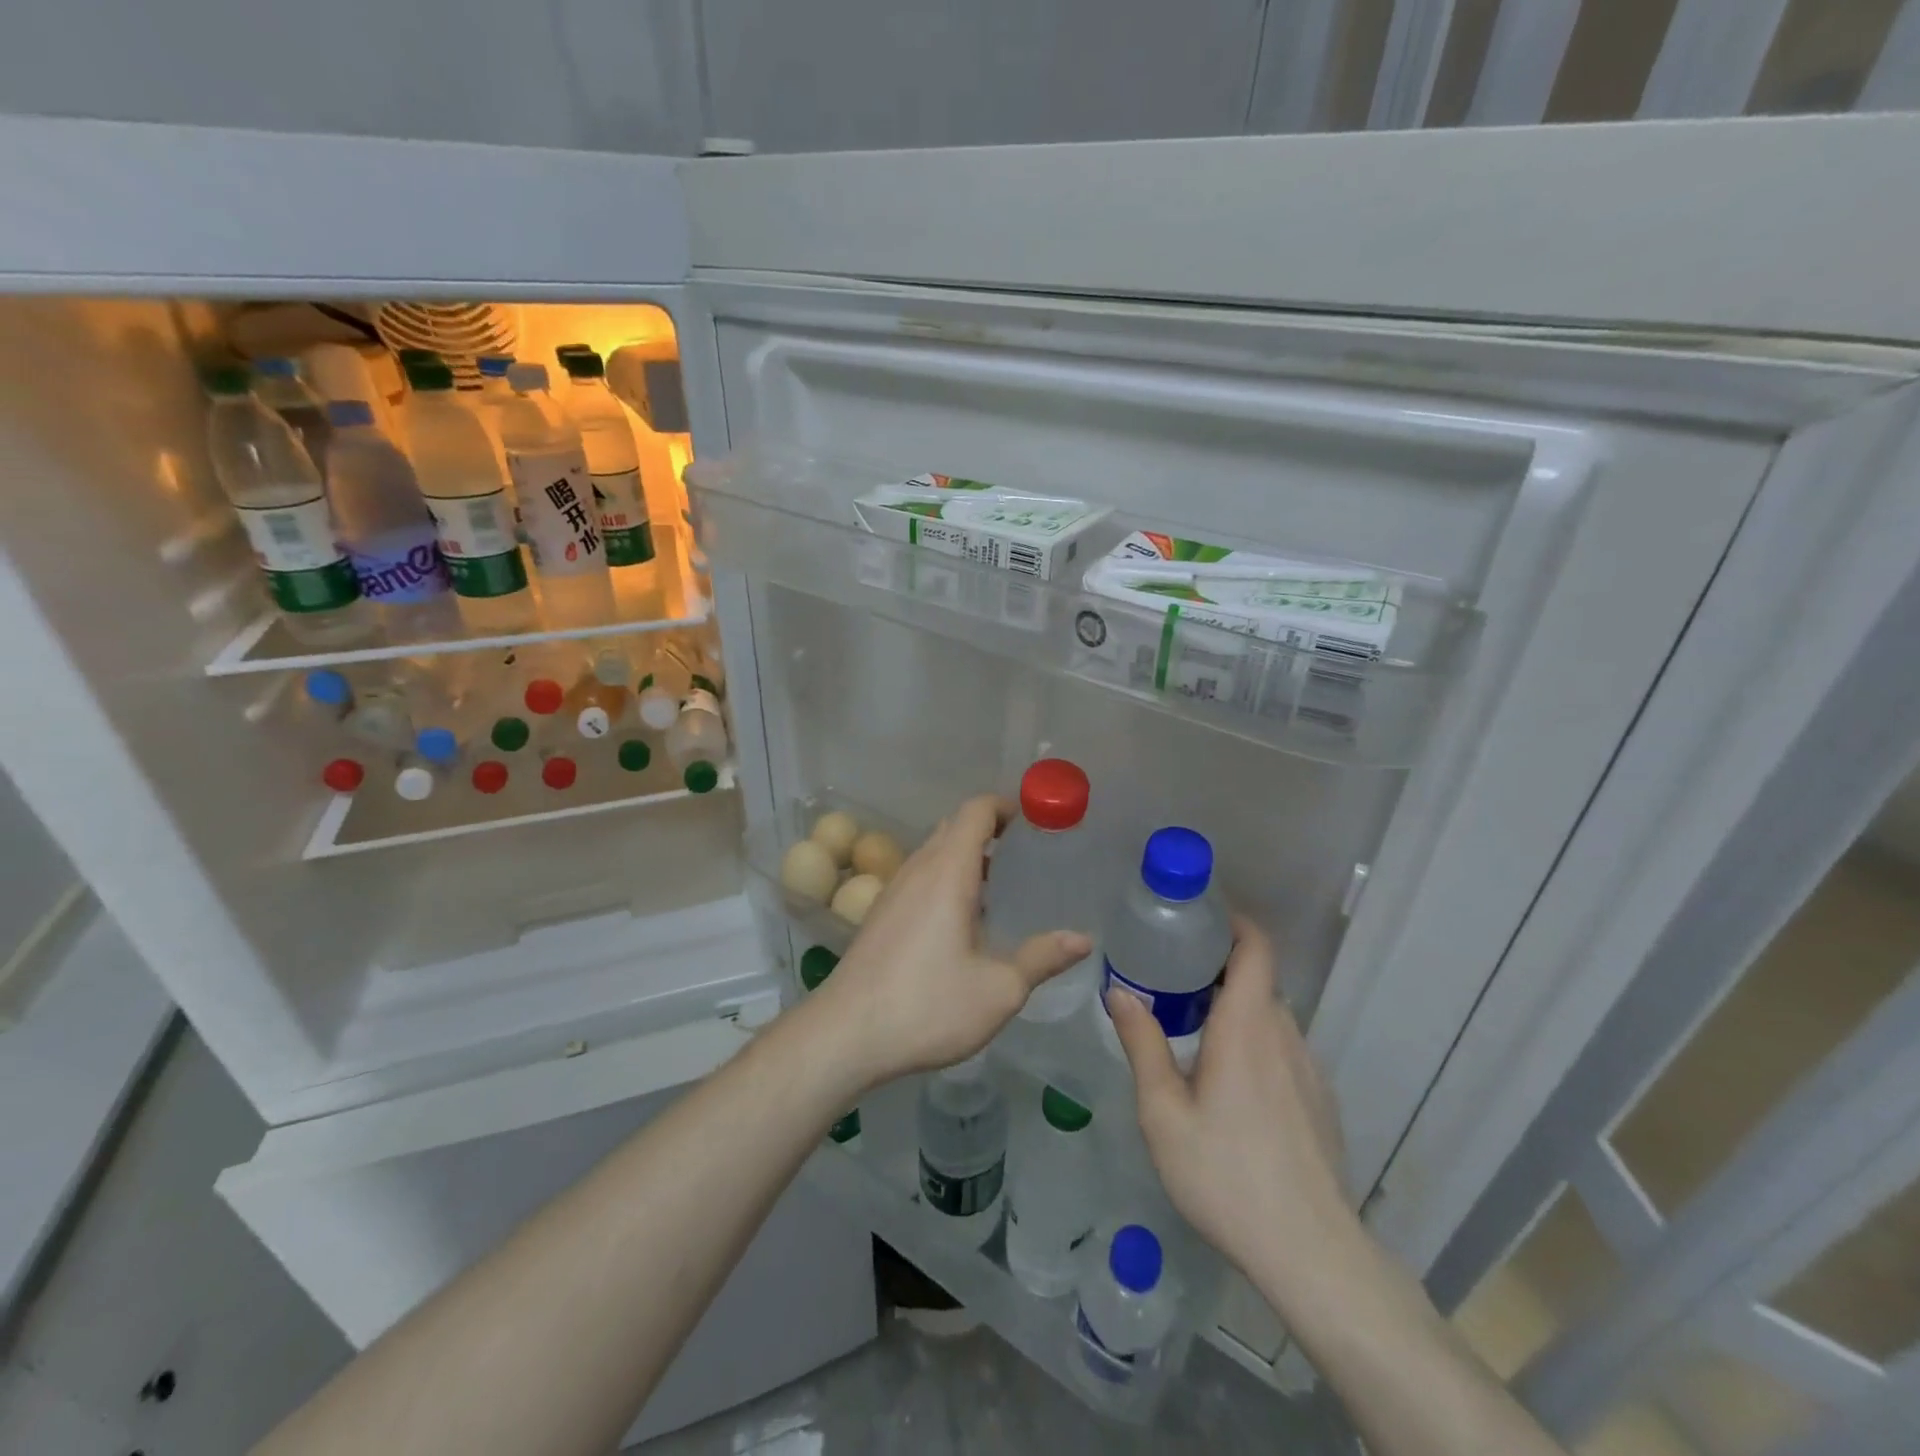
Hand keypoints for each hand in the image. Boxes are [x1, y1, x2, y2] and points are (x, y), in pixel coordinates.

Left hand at [812, 795, 1092, 1089]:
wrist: (845, 1033)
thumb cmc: (927, 1005)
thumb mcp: (998, 989)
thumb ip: (1042, 958)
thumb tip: (1083, 939)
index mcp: (947, 872)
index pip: (976, 810)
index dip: (1007, 806)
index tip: (1037, 822)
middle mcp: (918, 869)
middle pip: (954, 826)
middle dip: (991, 829)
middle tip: (1027, 854)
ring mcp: (894, 890)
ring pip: (934, 852)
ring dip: (967, 855)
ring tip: (1002, 886)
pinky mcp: (881, 913)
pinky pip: (920, 876)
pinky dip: (947, 877)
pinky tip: (963, 920)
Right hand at [1105, 917, 1350, 1279]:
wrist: (1310, 1253)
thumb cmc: (1225, 1174)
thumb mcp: (1163, 1112)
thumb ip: (1142, 1044)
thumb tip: (1119, 992)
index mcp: (1247, 1026)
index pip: (1257, 948)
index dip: (1234, 923)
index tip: (1199, 920)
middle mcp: (1284, 1035)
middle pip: (1258, 980)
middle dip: (1219, 969)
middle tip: (1173, 979)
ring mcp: (1309, 1069)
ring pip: (1271, 1018)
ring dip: (1236, 1010)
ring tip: (1194, 1032)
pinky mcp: (1320, 1101)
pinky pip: (1283, 1051)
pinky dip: (1255, 1044)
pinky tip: (1230, 1088)